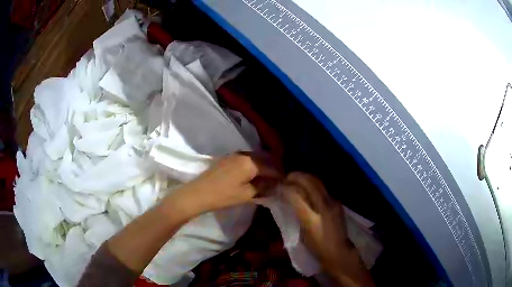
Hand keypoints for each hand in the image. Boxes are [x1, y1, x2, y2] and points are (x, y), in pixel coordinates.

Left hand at [178, 152, 281, 214]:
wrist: (198, 193)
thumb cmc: (223, 196)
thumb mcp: (246, 194)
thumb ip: (263, 187)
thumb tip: (275, 184)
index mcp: (250, 162)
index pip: (271, 167)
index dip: (280, 174)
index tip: (287, 181)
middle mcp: (244, 154)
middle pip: (264, 159)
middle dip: (273, 168)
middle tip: (279, 179)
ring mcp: (234, 155)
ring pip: (255, 158)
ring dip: (263, 166)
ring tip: (269, 177)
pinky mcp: (227, 159)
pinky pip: (246, 159)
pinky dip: (254, 165)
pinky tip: (255, 174)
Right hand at [283, 172, 373, 286]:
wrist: (338, 250)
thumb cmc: (316, 246)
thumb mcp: (302, 231)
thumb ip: (296, 213)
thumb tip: (287, 200)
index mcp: (311, 216)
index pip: (295, 193)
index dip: (283, 187)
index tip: (276, 185)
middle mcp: (323, 205)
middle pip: (309, 181)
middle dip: (295, 176)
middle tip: (286, 178)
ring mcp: (333, 201)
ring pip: (317, 181)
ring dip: (304, 178)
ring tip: (295, 180)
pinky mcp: (337, 201)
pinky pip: (323, 188)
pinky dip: (312, 184)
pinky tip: (308, 189)